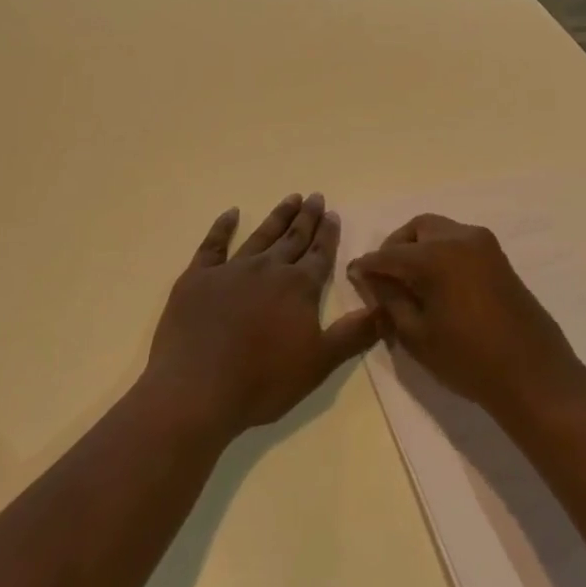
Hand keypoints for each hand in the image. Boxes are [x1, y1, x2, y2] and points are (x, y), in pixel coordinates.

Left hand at [144, 193, 379, 439]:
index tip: (333, 214)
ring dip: (278, 216)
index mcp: (299, 288)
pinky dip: (223, 227)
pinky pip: (213, 244)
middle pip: (293, 238)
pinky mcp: (198, 277)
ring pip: (261, 235)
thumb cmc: (263, 381)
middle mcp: (269, 269)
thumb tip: (387, 308)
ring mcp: (231, 270)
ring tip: (291, 198)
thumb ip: (354, 334)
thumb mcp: (319, 364)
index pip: (319, 254)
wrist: (198, 389)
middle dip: (307, 218)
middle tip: (316, 197)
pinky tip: (231, 213)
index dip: (328, 234)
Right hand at [347, 215, 585, 421]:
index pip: (389, 254)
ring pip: (439, 231)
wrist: (533, 375)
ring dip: (419, 247)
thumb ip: (389, 299)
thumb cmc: (468, 360)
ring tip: (409, 282)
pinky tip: (436, 283)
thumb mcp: (416, 334)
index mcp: (435, 255)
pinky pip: (459, 242)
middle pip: (416, 229)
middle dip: (395, 247)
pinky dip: (440, 252)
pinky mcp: (498, 256)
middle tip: (384, 277)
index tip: (353, 276)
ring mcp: (483, 244)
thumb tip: (370, 278)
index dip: (368, 266)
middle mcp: (459, 237)